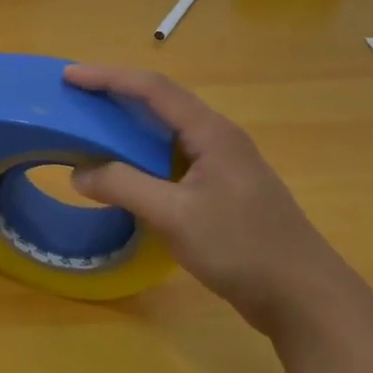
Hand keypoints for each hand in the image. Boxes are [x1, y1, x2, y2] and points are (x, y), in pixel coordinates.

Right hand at [63, 64, 360, 333]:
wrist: (303, 297)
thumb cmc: (242, 248)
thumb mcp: (175, 216)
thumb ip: (123, 187)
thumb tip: (78, 173)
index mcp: (212, 134)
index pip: (153, 90)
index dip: (108, 78)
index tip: (69, 76)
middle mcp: (218, 139)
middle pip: (160, 103)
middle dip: (115, 94)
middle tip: (73, 97)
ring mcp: (222, 165)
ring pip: (165, 131)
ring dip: (126, 125)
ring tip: (88, 126)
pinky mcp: (220, 190)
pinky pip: (170, 157)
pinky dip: (139, 154)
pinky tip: (121, 169)